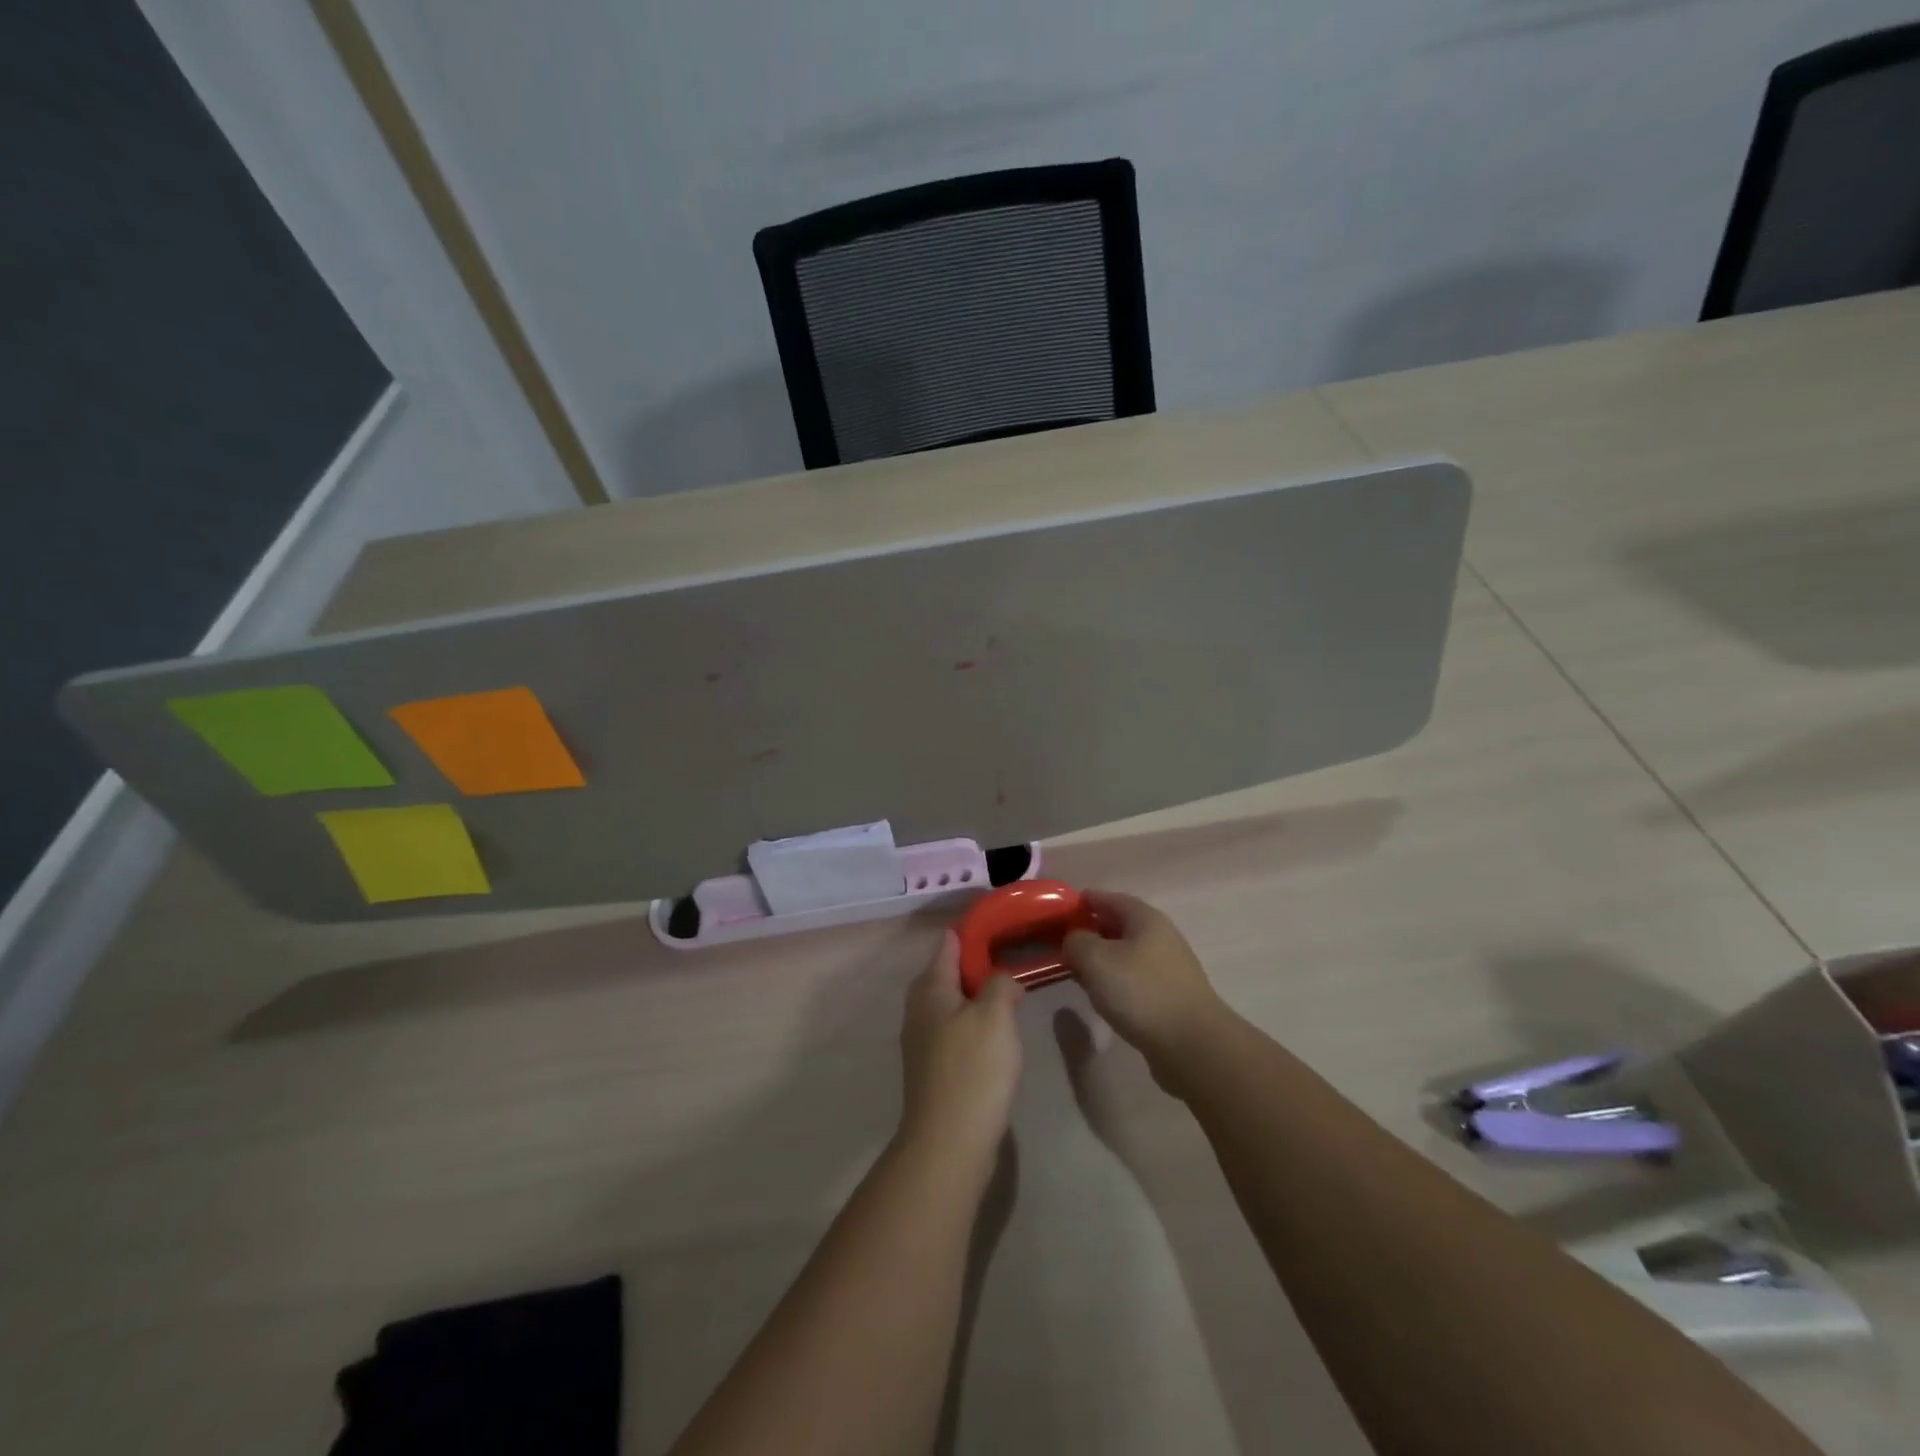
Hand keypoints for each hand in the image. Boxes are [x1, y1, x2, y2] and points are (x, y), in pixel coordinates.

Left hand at [898, 931, 1022, 1164]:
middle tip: (1014, 957)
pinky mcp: (934, 1066)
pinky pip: (955, 1028)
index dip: (974, 929)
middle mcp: (920, 1008)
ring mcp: (923, 1039)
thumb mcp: (995, 1015)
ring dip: (978, 993)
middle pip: (947, 971)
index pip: (949, 943)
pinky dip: (975, 1020)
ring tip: (1011, 991)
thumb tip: (1002, 978)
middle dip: (978, 962)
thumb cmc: (973, 1069)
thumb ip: (1000, 984)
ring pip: (952, 1001)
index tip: (1004, 923)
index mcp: (930, 988)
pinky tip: (998, 1032)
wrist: (948, 1143)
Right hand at [1062, 891, 1230, 1077]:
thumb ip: (1077, 942)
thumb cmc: (1141, 992)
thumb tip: (1075, 941)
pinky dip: (1115, 981)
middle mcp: (1161, 938)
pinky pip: (1135, 979)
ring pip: (1126, 955)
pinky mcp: (1170, 997)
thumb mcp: (1096, 959)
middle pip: (1119, 926)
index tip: (1061, 908)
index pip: (1110, 898)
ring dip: (1102, 960)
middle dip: (1091, 931)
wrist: (1192, 1045)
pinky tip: (1102, 997)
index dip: (1085, 900)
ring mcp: (1168, 969)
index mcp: (1145, 919)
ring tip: (1077, 972)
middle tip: (1063, 943)